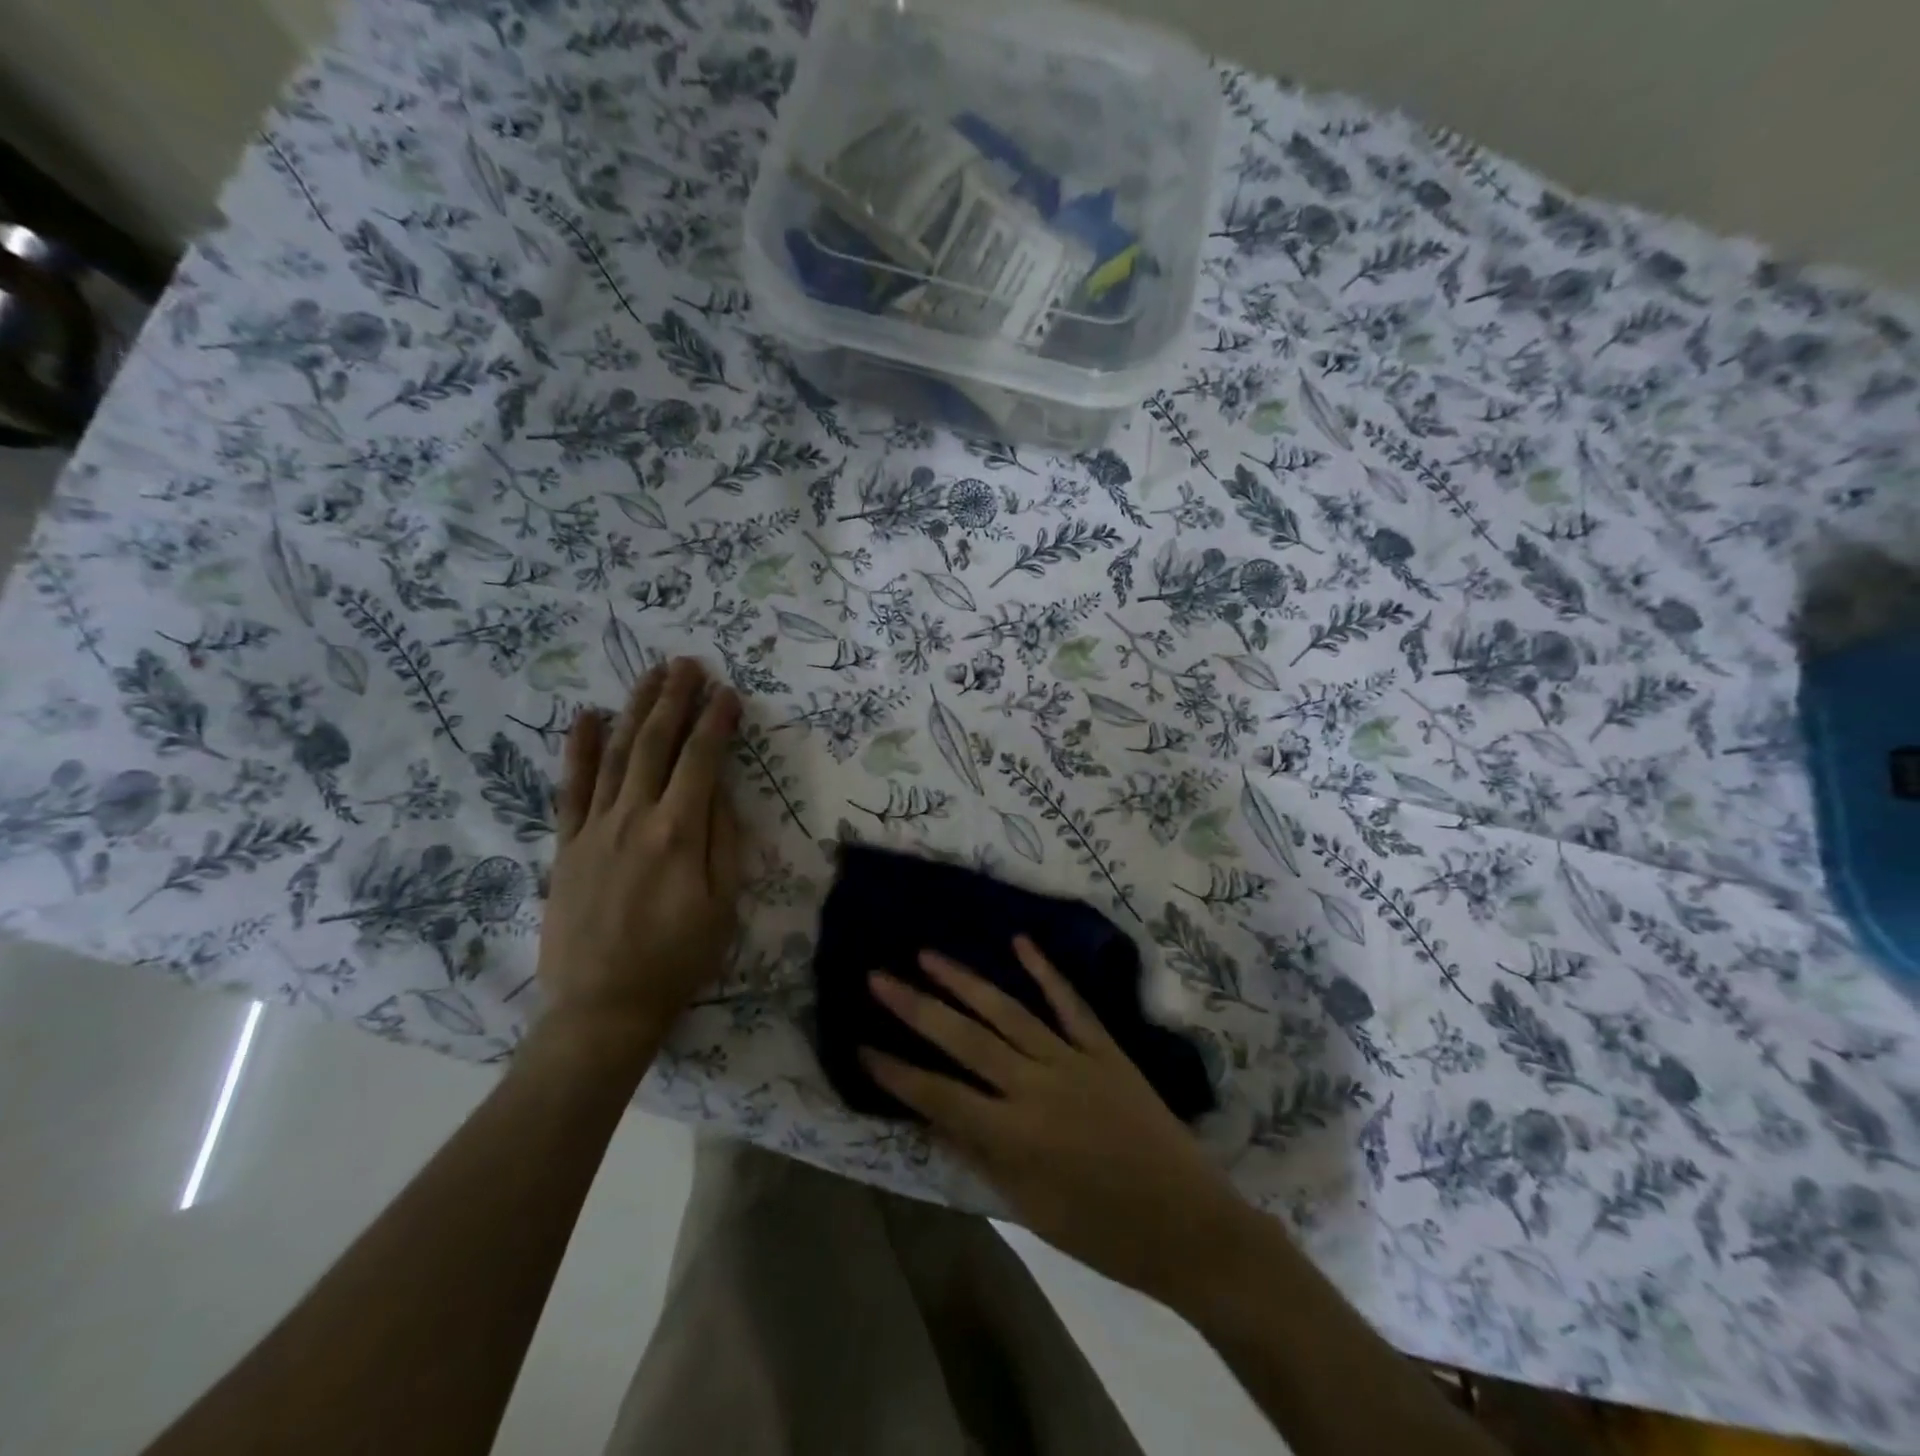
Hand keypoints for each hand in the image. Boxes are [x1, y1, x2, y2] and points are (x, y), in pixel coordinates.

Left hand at [537, 658, 743, 1063]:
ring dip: (635, 710)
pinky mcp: (567, 845)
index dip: (717, 722)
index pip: (702, 760)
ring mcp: (595, 829)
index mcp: (678, 833)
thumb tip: (722, 791)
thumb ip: (724, 841)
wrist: (603, 1008)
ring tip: (651, 676)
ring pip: (617, 754)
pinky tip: (588, 718)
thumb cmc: (677, 959)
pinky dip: (579, 750)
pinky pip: (572, 788)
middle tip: (687, 663)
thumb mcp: (722, 905)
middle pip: (656, 744)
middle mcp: (634, 818)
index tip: (729, 693)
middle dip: (675, 699)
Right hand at [864, 938, 1246, 1304]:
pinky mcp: (1105, 1048)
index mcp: (1014, 1136)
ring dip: (965, 980)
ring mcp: (1072, 1060)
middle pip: (964, 1039)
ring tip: (928, 955)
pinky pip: (1070, 1003)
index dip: (896, 1072)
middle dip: (916, 1007)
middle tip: (878, 977)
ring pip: (1008, 1011)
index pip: (939, 1095)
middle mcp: (1035, 1086)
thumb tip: (931, 1116)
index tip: (861, 1043)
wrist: (1189, 1224)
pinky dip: (1045, 970)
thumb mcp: (1030, 1210)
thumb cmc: (1103, 1234)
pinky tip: (1019, 942)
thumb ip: (979, 1156)